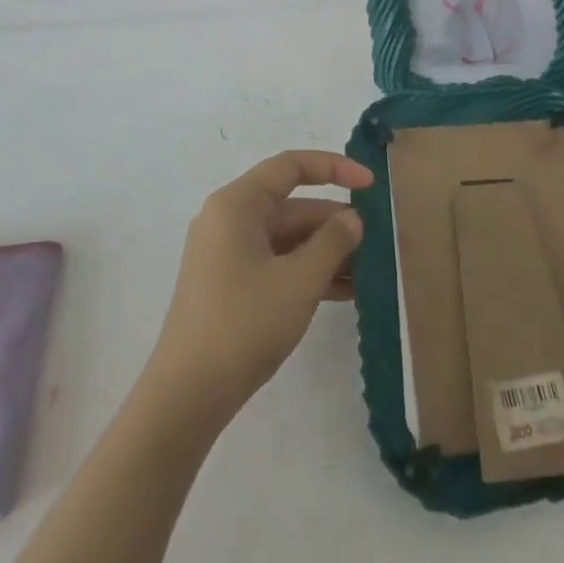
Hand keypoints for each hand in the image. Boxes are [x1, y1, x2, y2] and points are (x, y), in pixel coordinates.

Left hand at [143, 151, 370, 427]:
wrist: (187, 396)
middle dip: (334, 223)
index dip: (334, 168)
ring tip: (369, 271)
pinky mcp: (229, 283)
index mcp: (237, 204)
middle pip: (291, 206)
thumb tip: (352, 219)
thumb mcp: (299, 281)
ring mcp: (227, 253)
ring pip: (287, 238)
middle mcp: (229, 220)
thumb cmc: (244, 324)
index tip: (371, 184)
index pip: (290, 166)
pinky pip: (276, 263)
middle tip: (376, 241)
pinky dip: (307, 271)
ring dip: (326, 251)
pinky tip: (345, 292)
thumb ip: (333, 242)